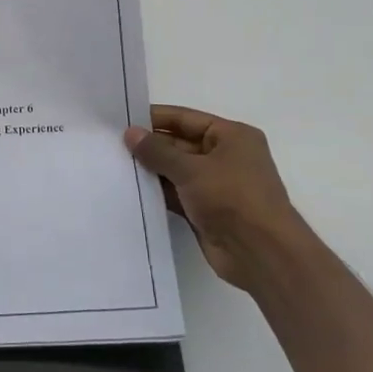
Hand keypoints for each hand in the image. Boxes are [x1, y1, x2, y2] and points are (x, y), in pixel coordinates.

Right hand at [124, 105, 317, 295]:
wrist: (260, 253)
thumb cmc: (232, 198)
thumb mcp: (192, 169)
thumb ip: (158, 151)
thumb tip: (130, 133)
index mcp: (232, 136)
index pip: (186, 119)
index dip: (155, 118)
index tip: (121, 120)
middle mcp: (225, 157)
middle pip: (180, 144)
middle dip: (149, 146)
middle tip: (111, 145)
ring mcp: (216, 185)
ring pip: (176, 171)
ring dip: (151, 170)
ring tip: (114, 165)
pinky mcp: (206, 210)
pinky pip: (176, 194)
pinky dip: (157, 192)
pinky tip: (130, 190)